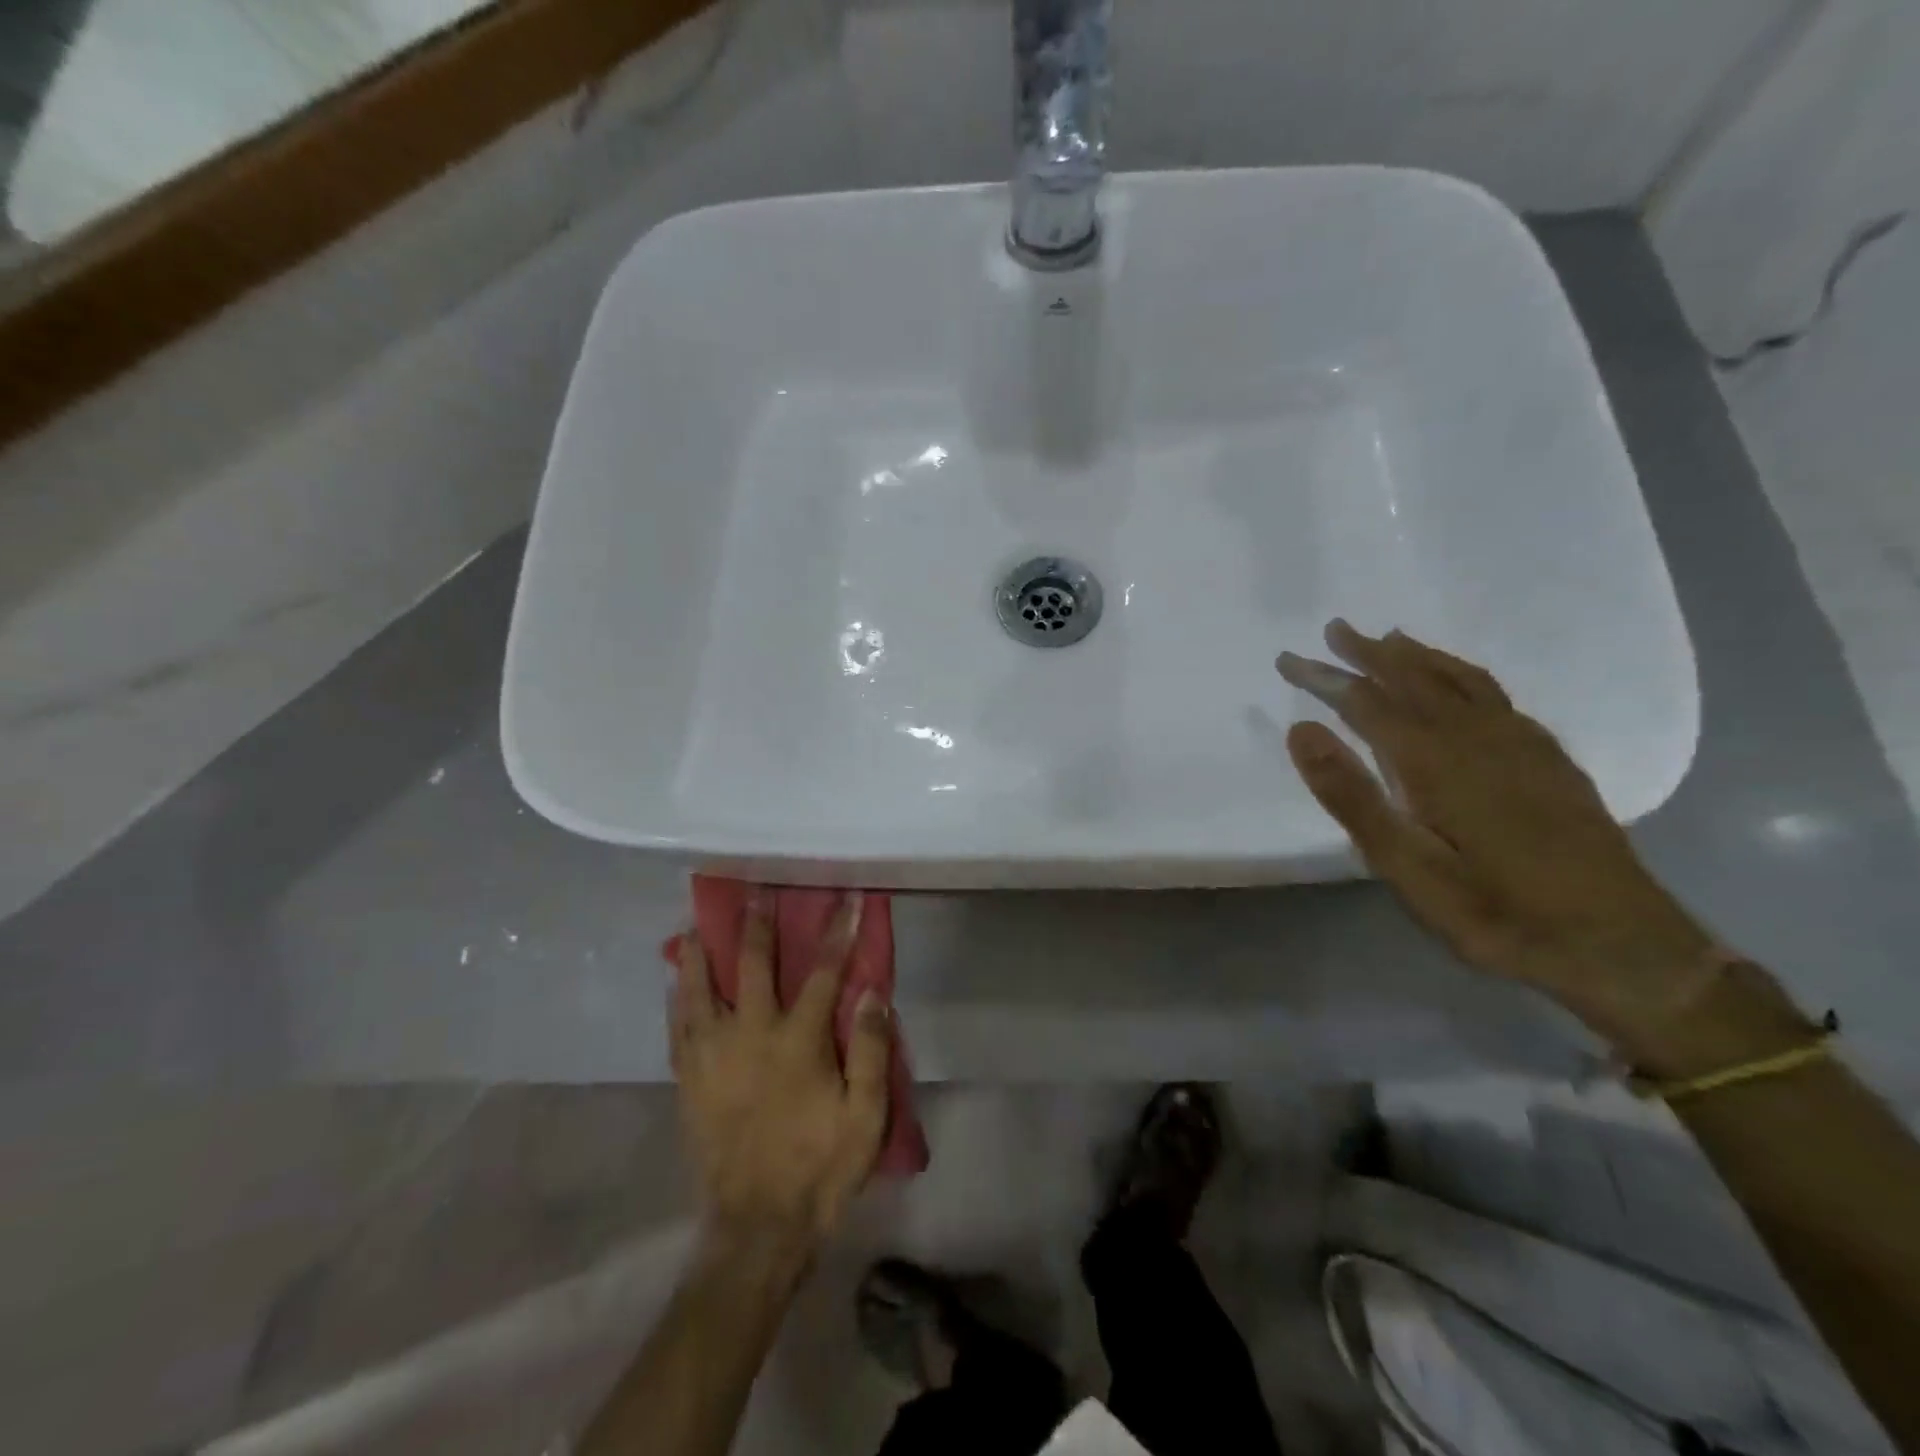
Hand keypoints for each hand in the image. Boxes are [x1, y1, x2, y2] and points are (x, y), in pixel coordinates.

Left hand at [670, 893, 891, 1259]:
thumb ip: (873, 1051)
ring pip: (700, 991)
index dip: (838, 933)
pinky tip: (675, 984)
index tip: (847, 898)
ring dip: (701, 955)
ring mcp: (713, 1057)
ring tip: (697, 926)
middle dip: (757, 926)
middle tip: (754, 892)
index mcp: (798, 1041)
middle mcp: (751, 1036)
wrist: (757, 1226)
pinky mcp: (689, 1082)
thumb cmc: (819, 1167)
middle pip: (753, 967)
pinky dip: (678, 1000)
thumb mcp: (866, 1117)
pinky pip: (678, 1029)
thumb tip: (873, 991)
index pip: (824, 973)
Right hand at [1278, 620, 1719, 1051]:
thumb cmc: (1497, 913)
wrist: (1621, 947)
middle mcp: (1478, 738)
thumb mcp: (1407, 868)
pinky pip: (1496, 696)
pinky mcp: (1551, 760)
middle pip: (1415, 679)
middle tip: (1336, 629)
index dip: (1324, 678)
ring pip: (1460, 681)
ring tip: (1391, 638)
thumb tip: (1302, 730)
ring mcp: (1522, 745)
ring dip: (1419, 657)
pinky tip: (1461, 683)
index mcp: (1436, 761)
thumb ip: (1352, 796)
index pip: (1367, 703)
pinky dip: (1464, 674)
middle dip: (1370, 653)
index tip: (1287, 659)